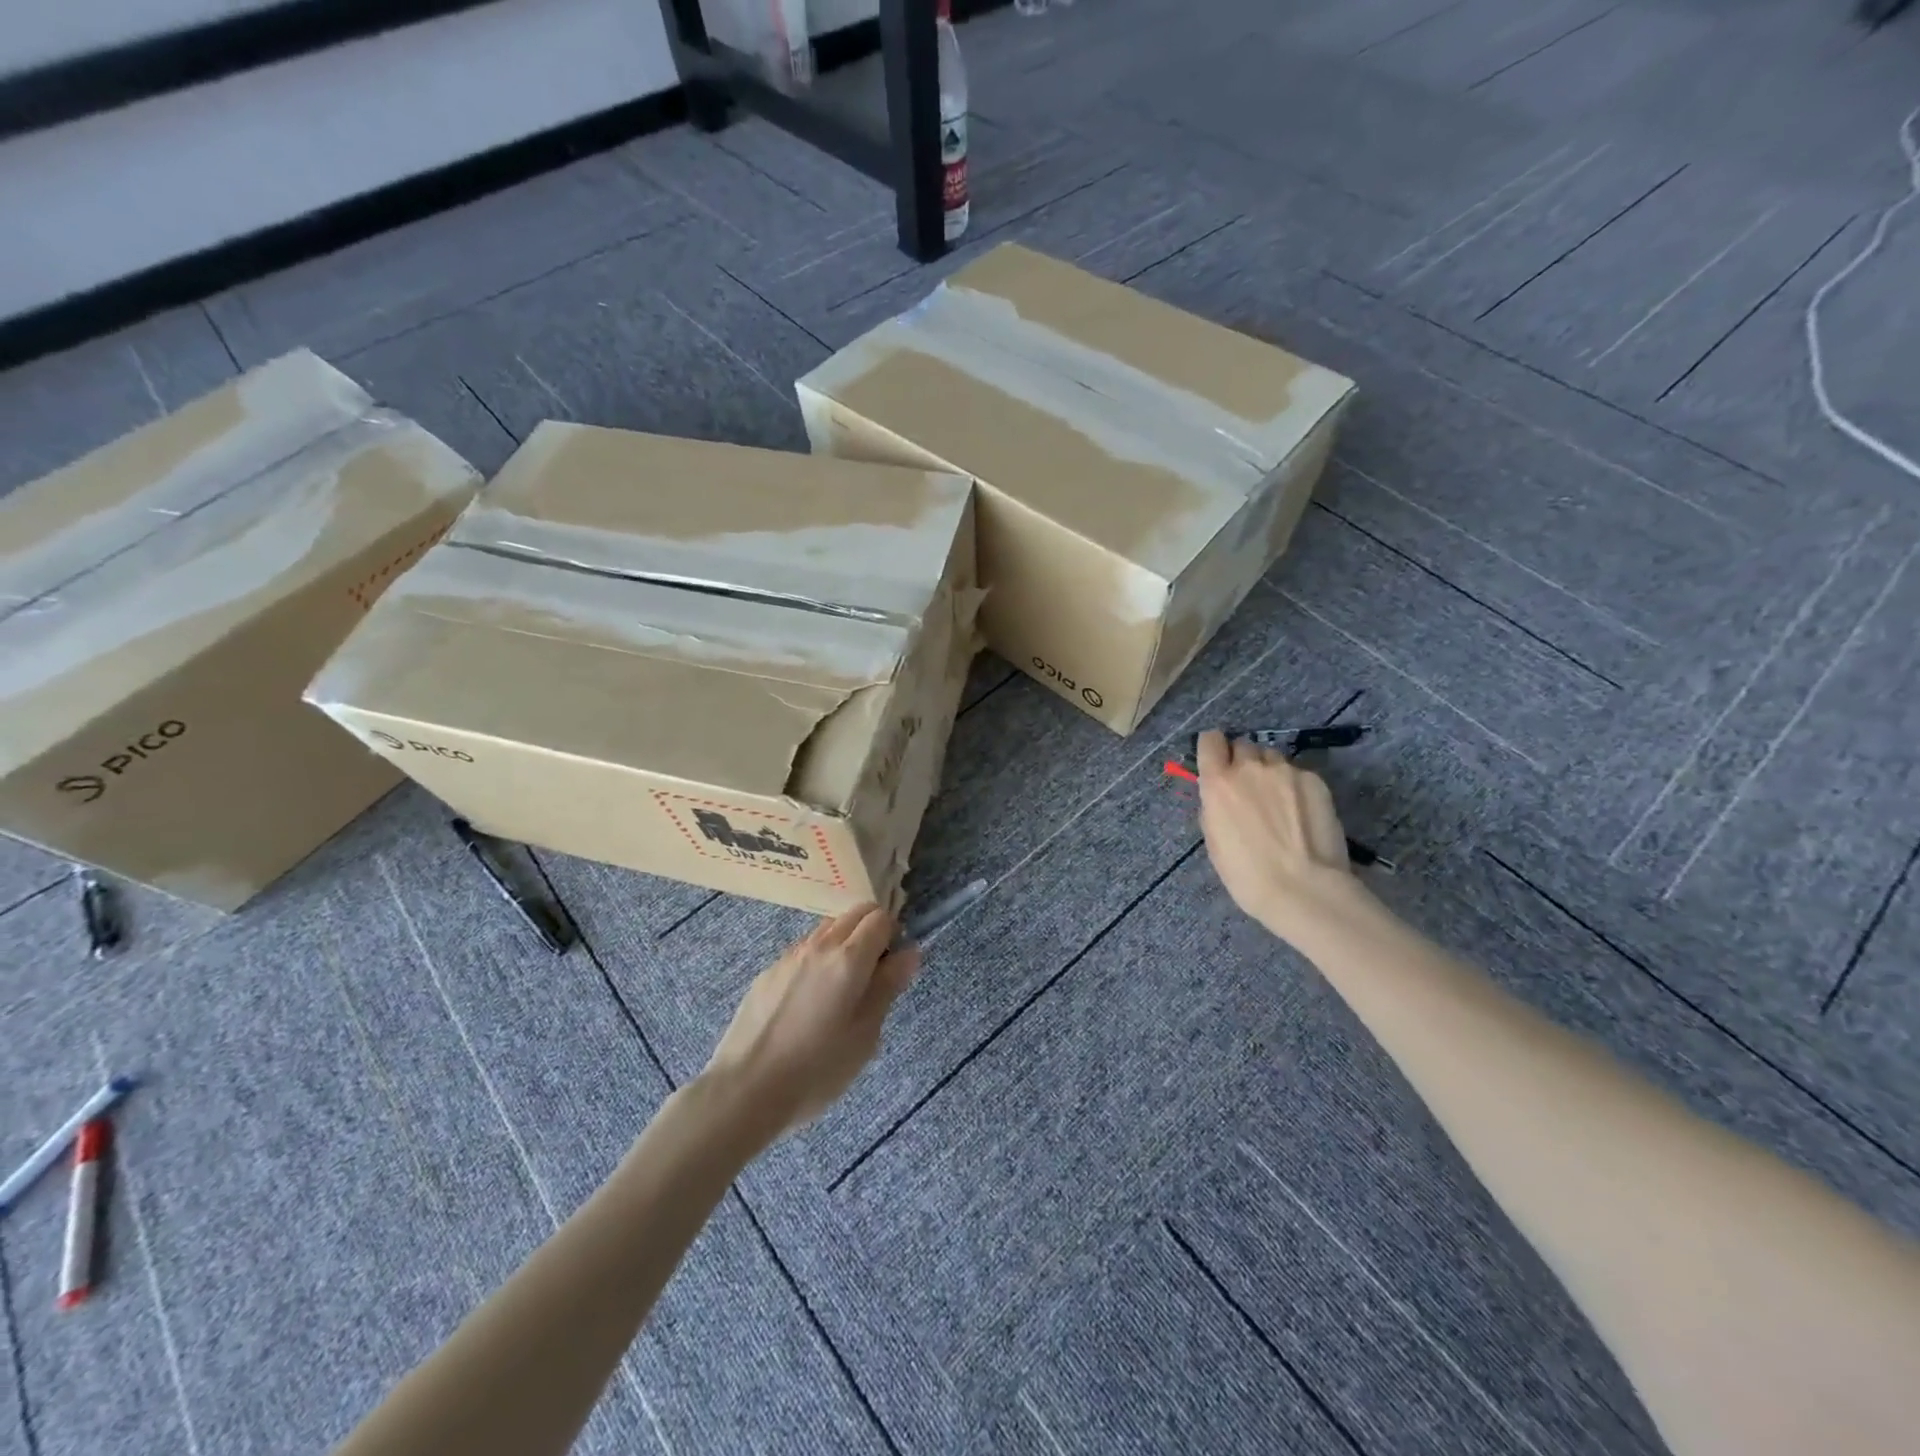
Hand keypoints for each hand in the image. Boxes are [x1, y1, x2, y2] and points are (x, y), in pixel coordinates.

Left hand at [702, 905, 919, 1142]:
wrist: (745, 1089)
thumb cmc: (817, 1069)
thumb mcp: (865, 1035)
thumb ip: (888, 987)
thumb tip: (909, 952)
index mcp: (849, 959)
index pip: (880, 918)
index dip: (894, 935)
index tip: (893, 966)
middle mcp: (819, 946)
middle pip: (854, 913)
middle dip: (871, 930)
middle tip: (873, 974)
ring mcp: (789, 956)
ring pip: (827, 928)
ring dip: (843, 942)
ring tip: (841, 989)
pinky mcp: (768, 972)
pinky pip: (803, 950)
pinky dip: (817, 959)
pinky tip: (809, 1001)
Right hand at [1196, 729, 1361, 945]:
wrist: (1304, 889)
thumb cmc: (1247, 875)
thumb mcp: (1214, 841)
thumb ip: (1214, 807)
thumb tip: (1221, 796)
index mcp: (1218, 783)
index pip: (1210, 740)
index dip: (1213, 750)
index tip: (1218, 763)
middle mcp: (1250, 767)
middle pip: (1243, 745)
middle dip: (1243, 762)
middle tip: (1250, 789)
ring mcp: (1285, 771)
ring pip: (1272, 758)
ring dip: (1269, 772)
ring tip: (1279, 801)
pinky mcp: (1314, 780)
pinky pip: (1297, 773)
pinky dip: (1295, 787)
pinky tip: (1301, 813)